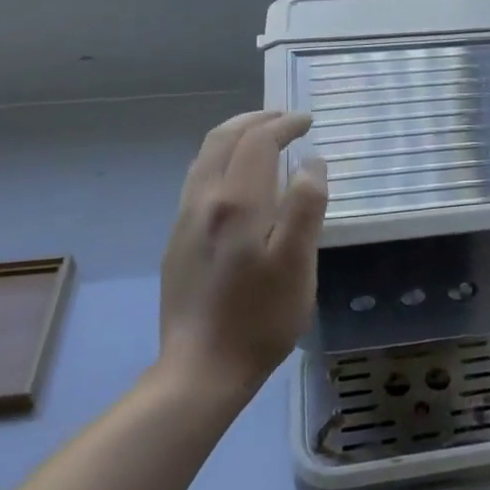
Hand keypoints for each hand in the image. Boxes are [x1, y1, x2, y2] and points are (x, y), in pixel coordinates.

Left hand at [157, 110, 328, 397]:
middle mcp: (203, 202)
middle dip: (255, 120)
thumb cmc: (260, 318)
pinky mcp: (177, 242)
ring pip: (204, 159)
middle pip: (222, 140)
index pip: (257, 142)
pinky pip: (197, 182)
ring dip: (234, 137)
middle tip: (285, 119)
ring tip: (261, 139)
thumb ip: (306, 206)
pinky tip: (236, 181)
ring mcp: (184, 222)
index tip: (308, 121)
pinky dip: (220, 161)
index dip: (284, 125)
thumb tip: (312, 162)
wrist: (201, 369)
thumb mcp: (297, 264)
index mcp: (236, 202)